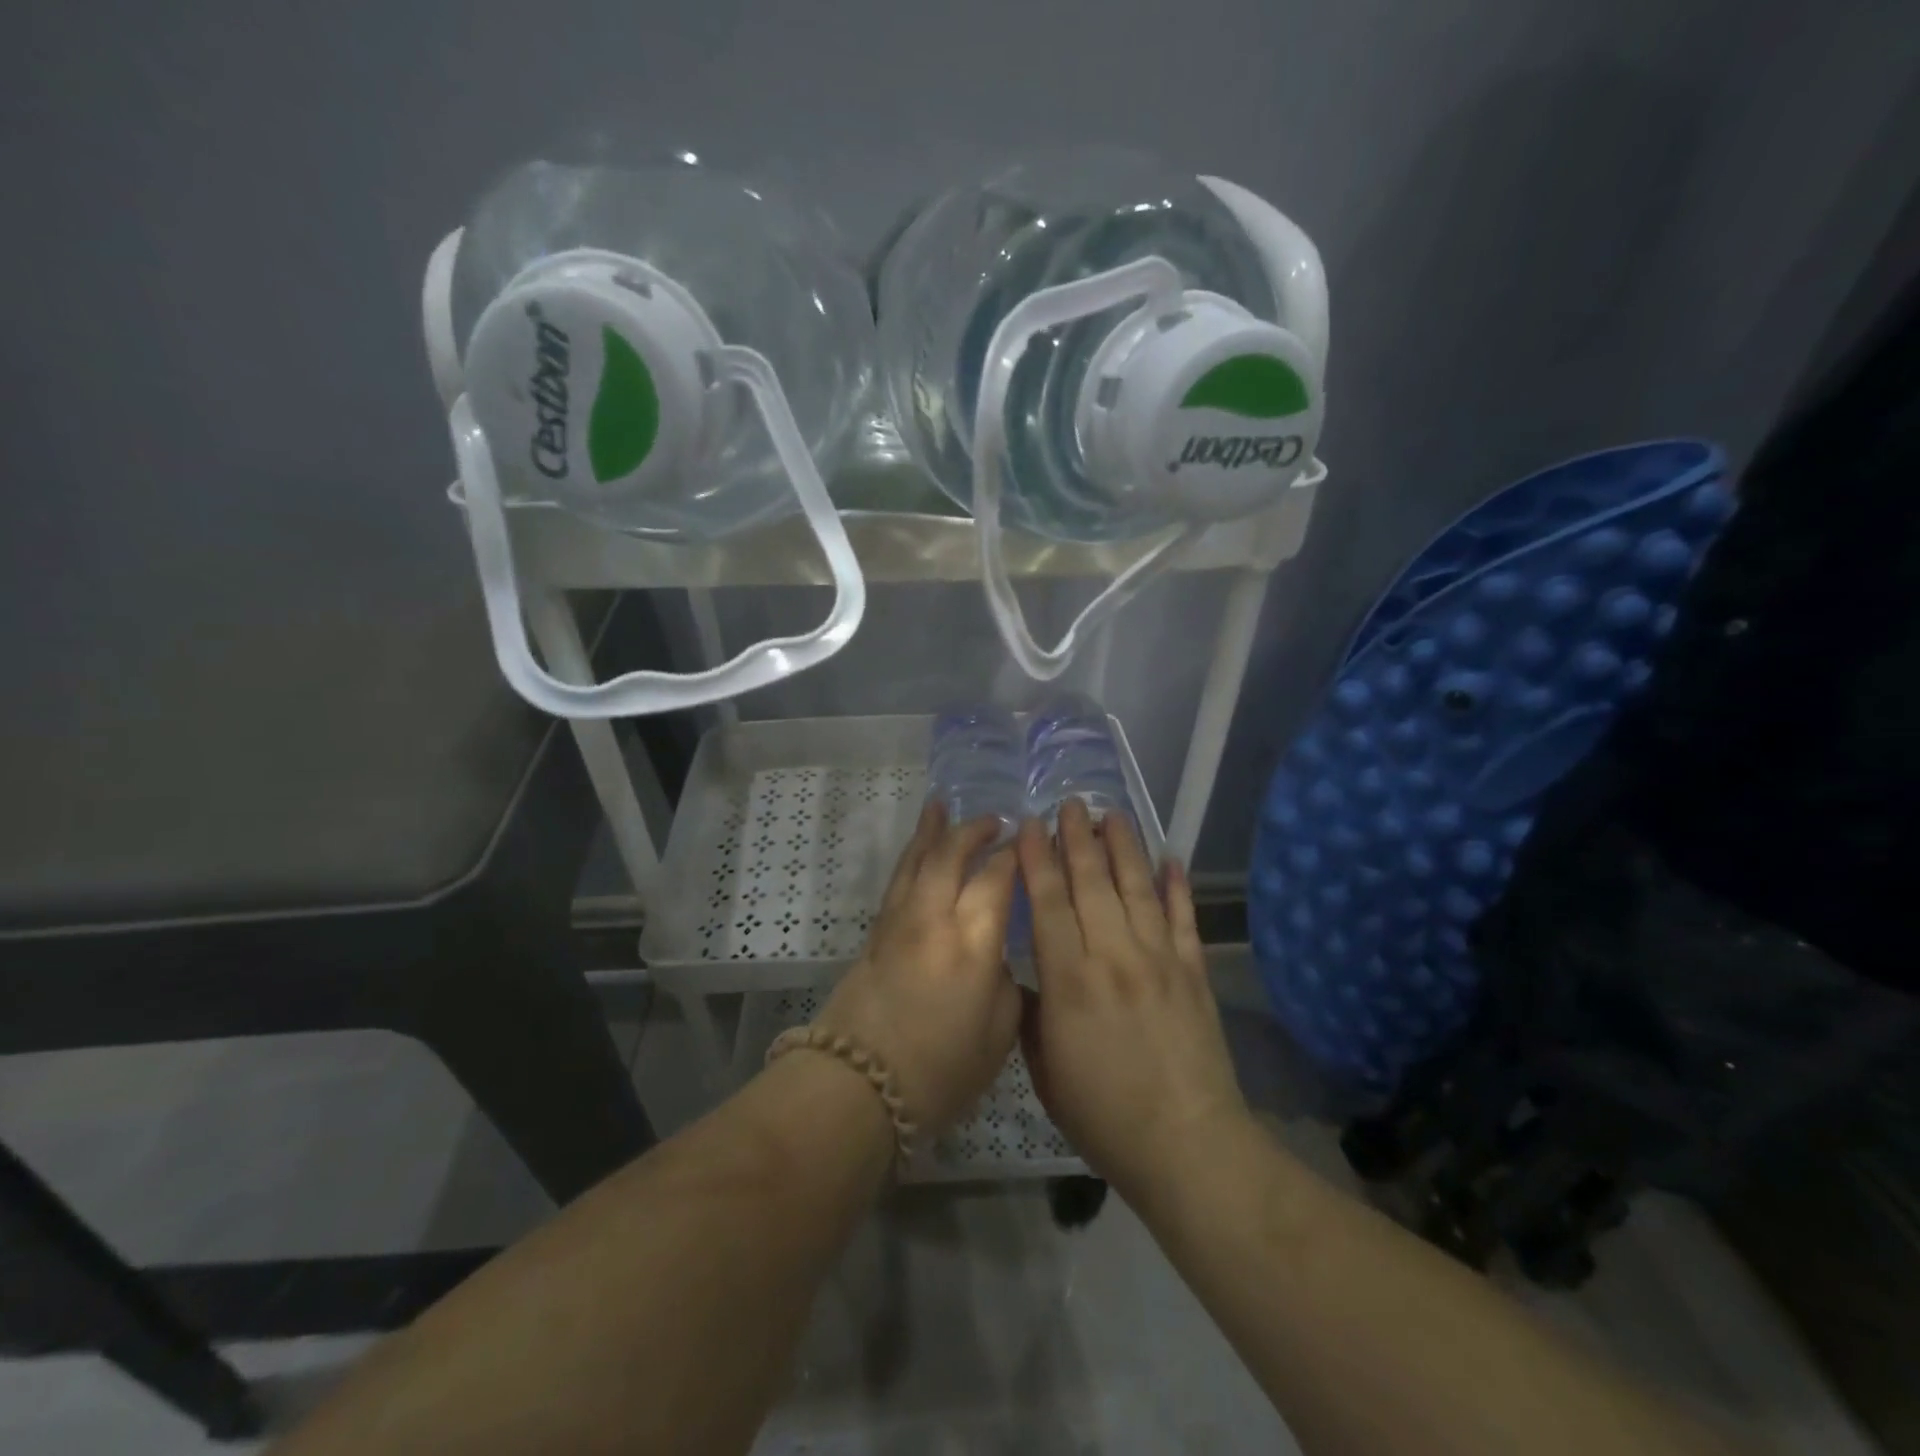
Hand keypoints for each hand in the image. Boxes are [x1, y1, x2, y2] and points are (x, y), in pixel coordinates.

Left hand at [821, 802, 1020, 1137]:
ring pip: (918, 859)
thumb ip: (1005, 983)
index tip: (1030, 842)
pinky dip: (911, 855)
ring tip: (943, 806)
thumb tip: (996, 956)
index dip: (1015, 856)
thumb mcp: (998, 1035)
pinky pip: (898, 878)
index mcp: (973, 942)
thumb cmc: (940, 1071)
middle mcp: (935, 918)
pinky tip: (917, 848)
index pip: (997, 879)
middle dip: (975, 831)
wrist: (859, 1085)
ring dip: (934, 830)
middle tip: (996, 821)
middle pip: (953, 856)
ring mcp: (900, 921)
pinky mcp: (877, 932)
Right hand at [1016, 800, 1248, 1201]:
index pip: (1049, 903)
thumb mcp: (1045, 1070)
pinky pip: (1184, 918)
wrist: (1187, 1145)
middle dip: (1078, 837)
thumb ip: (1032, 1014)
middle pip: (1092, 882)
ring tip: (1112, 814)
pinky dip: (1177, 886)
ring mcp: (1159, 960)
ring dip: (1124, 847)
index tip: (1030, 825)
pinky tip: (1170, 858)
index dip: (1038, 859)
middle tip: (1070, 802)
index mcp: (1069, 980)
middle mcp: (1113, 956)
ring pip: (1137, 888)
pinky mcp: (1193, 972)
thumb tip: (1027, 977)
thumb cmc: (1103, 1115)